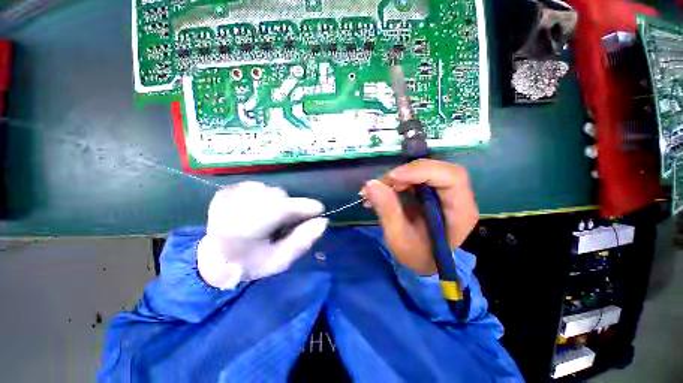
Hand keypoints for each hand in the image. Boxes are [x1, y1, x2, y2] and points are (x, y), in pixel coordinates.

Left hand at [197, 181, 327, 288]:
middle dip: (289, 207)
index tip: (319, 209)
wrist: (214, 259)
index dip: (303, 206)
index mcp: (243, 231)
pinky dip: (265, 196)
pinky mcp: (225, 191)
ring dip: (277, 202)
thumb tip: (322, 222)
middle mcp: (232, 209)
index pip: (279, 210)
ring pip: (268, 189)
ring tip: (270, 218)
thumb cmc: (250, 263)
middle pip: (276, 196)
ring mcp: (227, 197)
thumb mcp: (279, 261)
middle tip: (287, 222)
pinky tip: (259, 209)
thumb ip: (302, 241)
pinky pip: (257, 186)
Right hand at [361, 159, 478, 275]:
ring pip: (422, 170)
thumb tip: (371, 184)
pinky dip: (395, 181)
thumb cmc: (416, 255)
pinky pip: (414, 177)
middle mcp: (457, 196)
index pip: (452, 177)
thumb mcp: (399, 238)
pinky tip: (381, 191)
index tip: (393, 178)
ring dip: (397, 177)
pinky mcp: (431, 190)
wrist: (423, 260)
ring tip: (376, 190)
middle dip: (405, 173)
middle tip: (380, 184)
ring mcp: (444, 191)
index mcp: (460, 211)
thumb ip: (387, 211)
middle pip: (436, 169)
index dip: (422, 171)